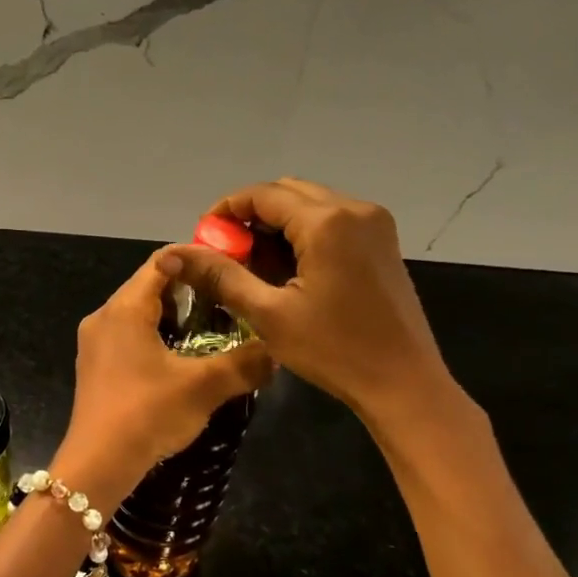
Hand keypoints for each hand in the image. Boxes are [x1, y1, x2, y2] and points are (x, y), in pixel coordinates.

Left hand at [57, 249, 273, 501]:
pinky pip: (130, 337)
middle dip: (190, 292)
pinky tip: (184, 360)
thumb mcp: (203, 386)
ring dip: (175, 318)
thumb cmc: (147, 413)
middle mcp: (104, 316)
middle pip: (150, 287)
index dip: (197, 260)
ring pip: (140, 314)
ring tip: (214, 331)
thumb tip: (277, 348)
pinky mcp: (95, 367)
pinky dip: (157, 338)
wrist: (97, 464)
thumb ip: (244, 363)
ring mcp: (95, 343)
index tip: (231, 269)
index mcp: (124, 308)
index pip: (162, 262)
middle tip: (230, 302)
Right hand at [161, 179, 466, 434]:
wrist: (403, 383)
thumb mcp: (268, 314)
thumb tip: (173, 253)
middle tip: (226, 253)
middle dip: (250, 216)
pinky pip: (332, 220)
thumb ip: (221, 276)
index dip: (226, 211)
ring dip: (276, 225)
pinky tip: (289, 269)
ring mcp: (374, 223)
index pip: (262, 195)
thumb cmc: (334, 350)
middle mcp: (354, 209)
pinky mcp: (382, 241)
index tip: (203, 239)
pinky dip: (303, 233)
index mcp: (327, 222)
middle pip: (287, 193)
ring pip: (310, 204)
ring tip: (254, 265)